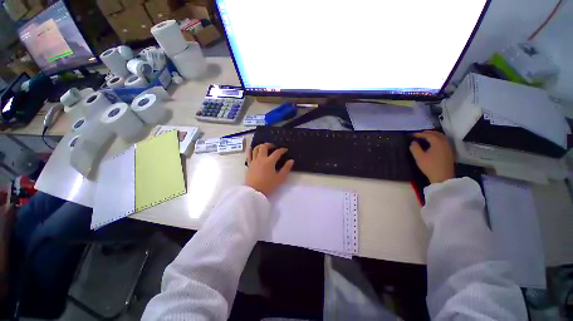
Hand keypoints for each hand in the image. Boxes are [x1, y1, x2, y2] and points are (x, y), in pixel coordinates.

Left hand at [246, 143, 293, 195]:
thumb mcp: (280, 178)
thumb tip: (291, 160)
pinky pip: (248, 154)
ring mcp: (254, 161)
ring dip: (261, 146)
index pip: (277, 152)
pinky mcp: (249, 165)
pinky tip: (252, 149)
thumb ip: (286, 169)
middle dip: (270, 145)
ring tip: (264, 147)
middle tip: (274, 147)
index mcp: (269, 162)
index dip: (282, 150)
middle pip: (264, 147)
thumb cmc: (268, 185)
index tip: (285, 150)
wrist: (254, 192)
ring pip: (256, 149)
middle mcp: (261, 159)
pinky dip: (250, 150)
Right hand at [409, 131, 454, 183]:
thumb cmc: (430, 166)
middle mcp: (444, 143)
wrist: (442, 177)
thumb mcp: (419, 157)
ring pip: (441, 137)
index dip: (420, 134)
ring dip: (433, 135)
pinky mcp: (449, 152)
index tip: (412, 135)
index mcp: (437, 143)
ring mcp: (448, 147)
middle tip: (419, 134)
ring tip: (426, 137)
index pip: (428, 135)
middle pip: (437, 134)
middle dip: (428, 132)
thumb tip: (413, 142)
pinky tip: (433, 143)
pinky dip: (438, 139)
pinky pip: (444, 141)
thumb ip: (415, 148)